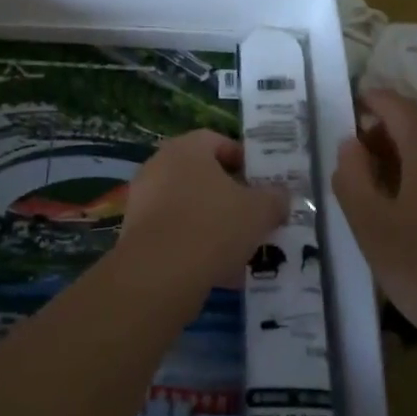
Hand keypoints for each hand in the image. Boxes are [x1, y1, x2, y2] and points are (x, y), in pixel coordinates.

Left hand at [115, 130, 287, 310]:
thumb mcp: (259, 211)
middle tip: (252, 215)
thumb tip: (281, 196)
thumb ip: (274, 199)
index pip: (217, 141)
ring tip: (239, 248)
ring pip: (188, 206)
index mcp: (187, 148)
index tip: (261, 183)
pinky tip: (217, 270)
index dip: (242, 159)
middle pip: (202, 174)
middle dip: (228, 195)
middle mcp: (160, 165)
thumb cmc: (213, 226)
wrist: (158, 274)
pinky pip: (173, 232)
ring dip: (212, 222)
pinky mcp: (135, 233)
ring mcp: (143, 199)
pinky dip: (194, 245)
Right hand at [332, 89, 416, 359]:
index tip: (342, 111)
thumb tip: (350, 143)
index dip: (367, 101)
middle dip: (381, 132)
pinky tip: (407, 209)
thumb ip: (352, 177)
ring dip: (401, 155)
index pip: (395, 104)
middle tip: (350, 157)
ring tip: (373, 185)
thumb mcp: (371, 225)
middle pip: (416, 124)